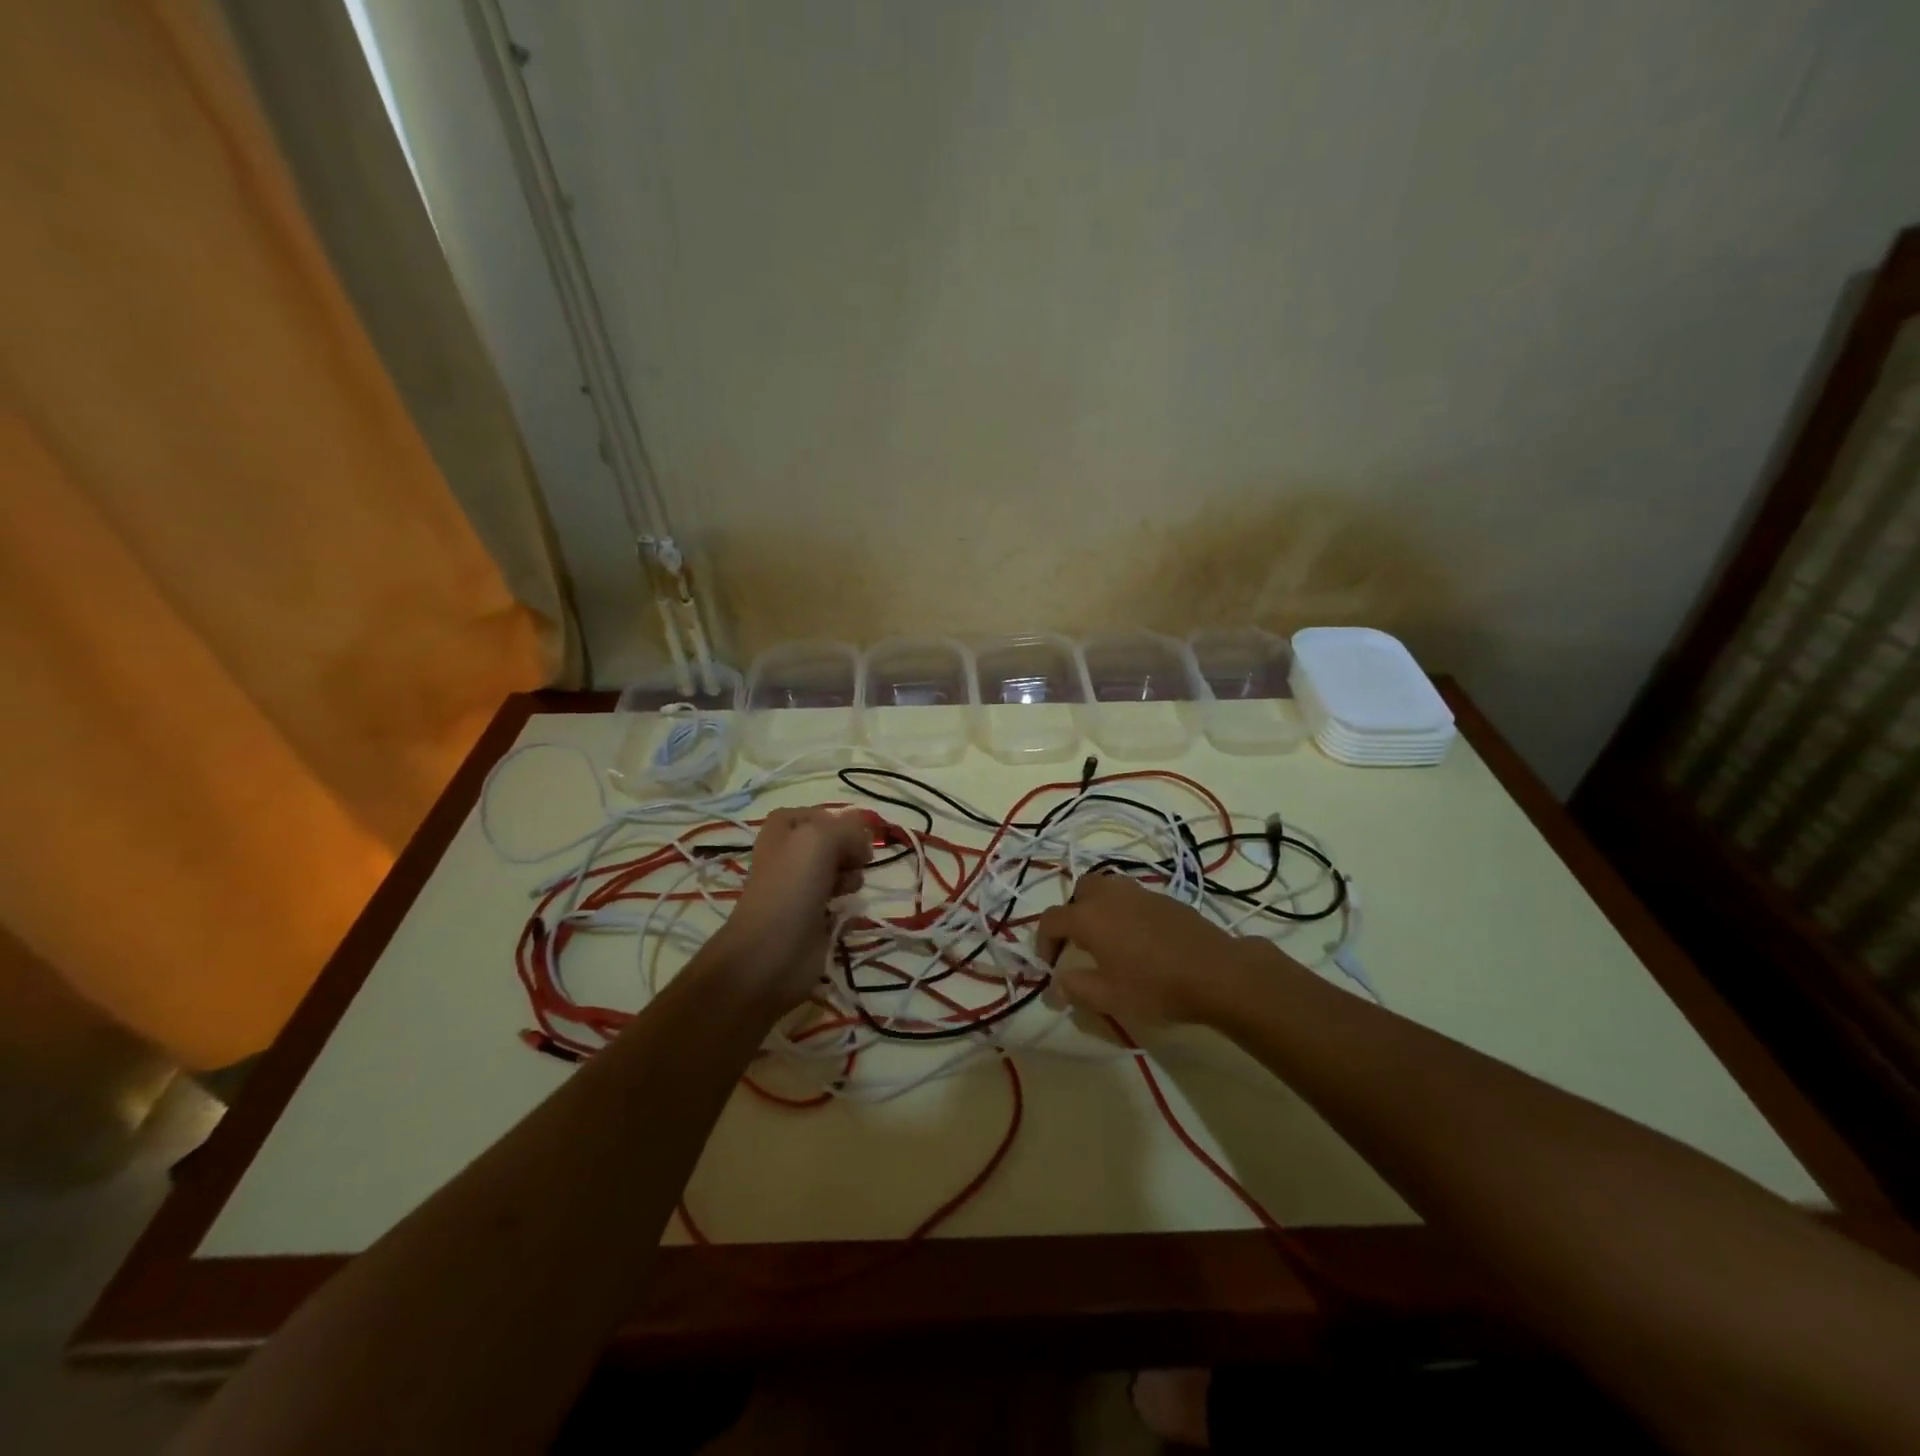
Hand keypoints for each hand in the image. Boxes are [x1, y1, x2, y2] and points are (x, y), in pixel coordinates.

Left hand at [710, 807, 872, 1011]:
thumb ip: (848, 829)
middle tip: (858, 861)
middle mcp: (791, 855)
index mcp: (783, 829)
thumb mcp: (820, 839)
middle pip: (834, 842)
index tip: (858, 836)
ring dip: (852, 876)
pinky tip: (848, 911)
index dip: (842, 822)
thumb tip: (864, 839)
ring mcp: (801, 887)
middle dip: (851, 850)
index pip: (821, 814)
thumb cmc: (791, 886)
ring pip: (840, 871)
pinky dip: (849, 905)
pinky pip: (841, 902)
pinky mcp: (813, 917)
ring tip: (848, 889)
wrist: (771, 951)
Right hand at [1035, 872, 1287, 1027]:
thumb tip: (1055, 984)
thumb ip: (1074, 989)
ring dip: (1099, 907)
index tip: (1049, 966)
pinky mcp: (1165, 898)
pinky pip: (1132, 897)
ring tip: (1107, 938)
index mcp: (1089, 917)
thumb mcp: (1107, 998)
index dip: (1043, 942)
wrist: (1216, 973)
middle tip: (1078, 944)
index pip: (1051, 919)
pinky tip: (1139, 939)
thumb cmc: (1155, 987)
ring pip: (1107, 888)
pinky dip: (1124, 911)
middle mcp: (1110, 895)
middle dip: (1072, 914)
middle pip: (1079, 891)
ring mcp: (1140, 892)